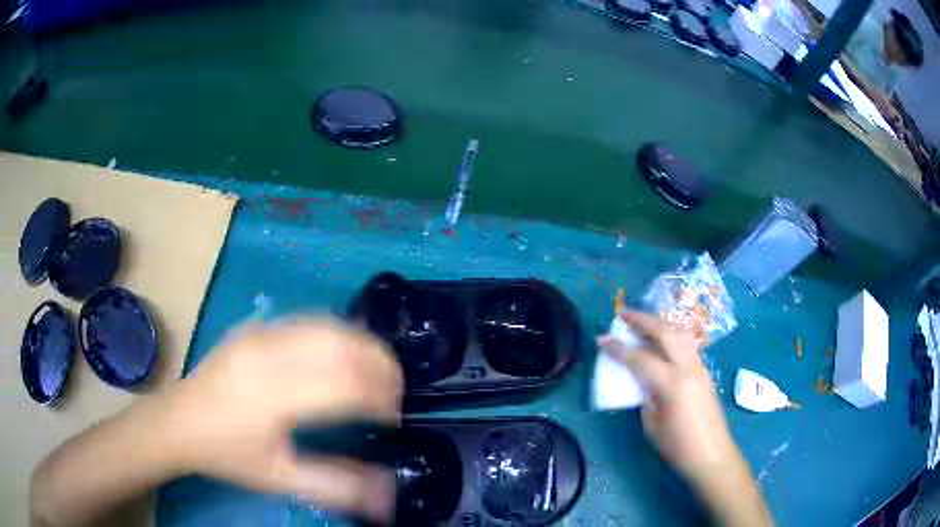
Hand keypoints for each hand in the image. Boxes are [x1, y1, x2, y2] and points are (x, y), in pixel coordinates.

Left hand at [159, 317, 403, 521]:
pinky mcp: (254, 328)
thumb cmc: (227, 454)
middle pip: (340, 344)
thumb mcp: (279, 479)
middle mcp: (268, 355)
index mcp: (273, 397)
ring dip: (361, 344)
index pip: (343, 385)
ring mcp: (259, 335)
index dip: (379, 396)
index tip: (394, 416)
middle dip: (378, 364)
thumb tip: (386, 495)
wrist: (178, 421)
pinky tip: (343, 353)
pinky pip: (307, 321)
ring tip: (376, 370)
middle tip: (394, 390)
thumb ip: (335, 486)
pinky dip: (336, 334)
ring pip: (327, 325)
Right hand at [597, 309, 738, 486]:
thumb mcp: (652, 424)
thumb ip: (646, 395)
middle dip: (642, 320)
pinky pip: (686, 344)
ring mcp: (700, 367)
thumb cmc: (678, 447)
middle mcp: (688, 368)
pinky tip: (660, 340)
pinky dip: (670, 335)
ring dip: (658, 323)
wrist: (712, 455)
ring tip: (641, 321)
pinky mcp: (704, 371)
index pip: (641, 358)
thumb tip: (642, 379)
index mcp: (672, 384)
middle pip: (665, 333)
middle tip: (621, 312)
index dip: (619, 349)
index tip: (601, 340)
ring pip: (680, 333)